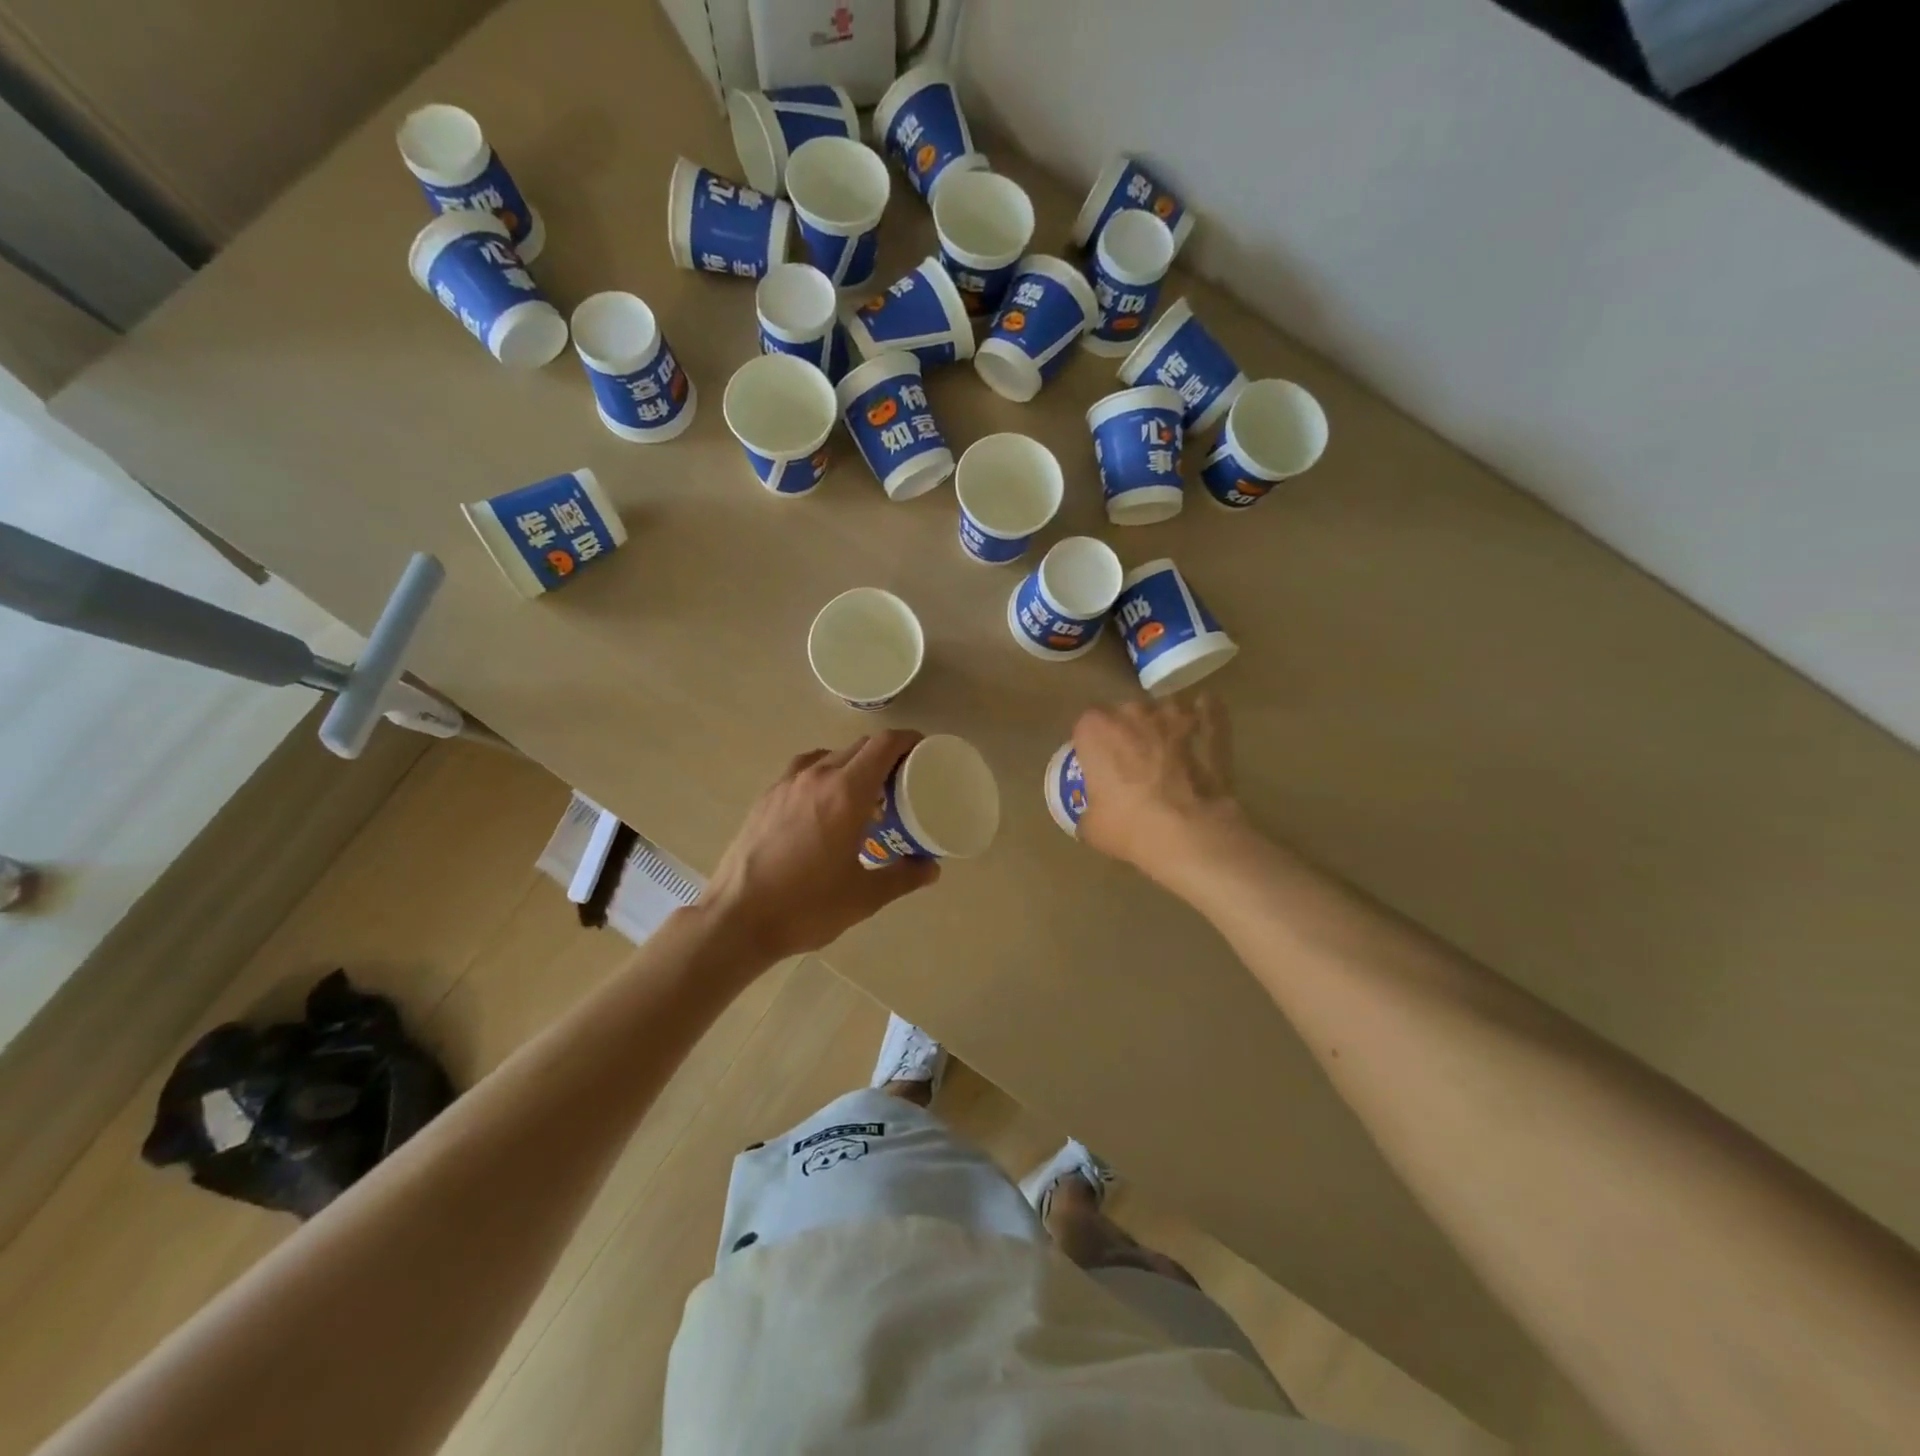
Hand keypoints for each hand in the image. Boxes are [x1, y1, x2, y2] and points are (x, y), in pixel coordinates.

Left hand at [704, 731, 938, 961]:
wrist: (736, 919)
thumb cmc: (806, 906)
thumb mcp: (865, 896)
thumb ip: (903, 876)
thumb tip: (931, 867)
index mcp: (846, 792)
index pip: (884, 745)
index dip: (909, 740)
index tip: (925, 751)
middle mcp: (816, 776)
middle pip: (859, 747)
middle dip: (885, 756)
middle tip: (903, 781)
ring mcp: (786, 784)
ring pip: (830, 757)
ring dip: (853, 766)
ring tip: (864, 795)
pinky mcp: (766, 798)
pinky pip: (805, 771)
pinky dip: (825, 776)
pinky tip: (826, 808)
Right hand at [1072, 696, 1243, 886]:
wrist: (1188, 832)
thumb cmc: (1129, 826)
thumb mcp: (1092, 826)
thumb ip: (1090, 808)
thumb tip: (1094, 814)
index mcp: (1095, 729)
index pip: (1086, 724)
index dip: (1091, 742)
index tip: (1096, 762)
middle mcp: (1132, 713)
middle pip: (1125, 712)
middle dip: (1126, 730)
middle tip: (1130, 759)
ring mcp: (1173, 717)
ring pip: (1164, 708)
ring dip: (1163, 722)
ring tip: (1166, 746)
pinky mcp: (1209, 729)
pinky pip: (1207, 713)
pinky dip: (1205, 715)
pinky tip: (1206, 719)